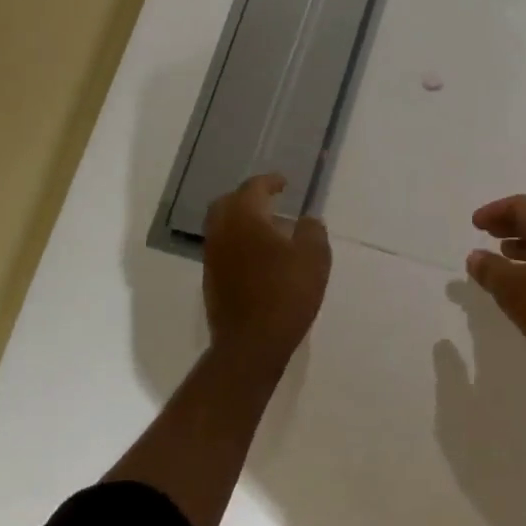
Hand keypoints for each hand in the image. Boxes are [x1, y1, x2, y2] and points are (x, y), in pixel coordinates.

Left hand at [202, 174, 330, 378]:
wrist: (252, 343)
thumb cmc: (287, 293)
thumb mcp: (314, 257)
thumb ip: (312, 231)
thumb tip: (306, 221)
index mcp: (245, 219)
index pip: (253, 188)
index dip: (269, 182)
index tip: (284, 183)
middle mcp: (222, 233)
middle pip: (227, 203)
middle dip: (247, 197)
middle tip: (269, 200)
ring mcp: (213, 258)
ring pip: (222, 227)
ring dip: (241, 221)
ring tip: (267, 229)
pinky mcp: (211, 281)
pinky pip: (223, 249)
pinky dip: (238, 242)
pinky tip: (259, 257)